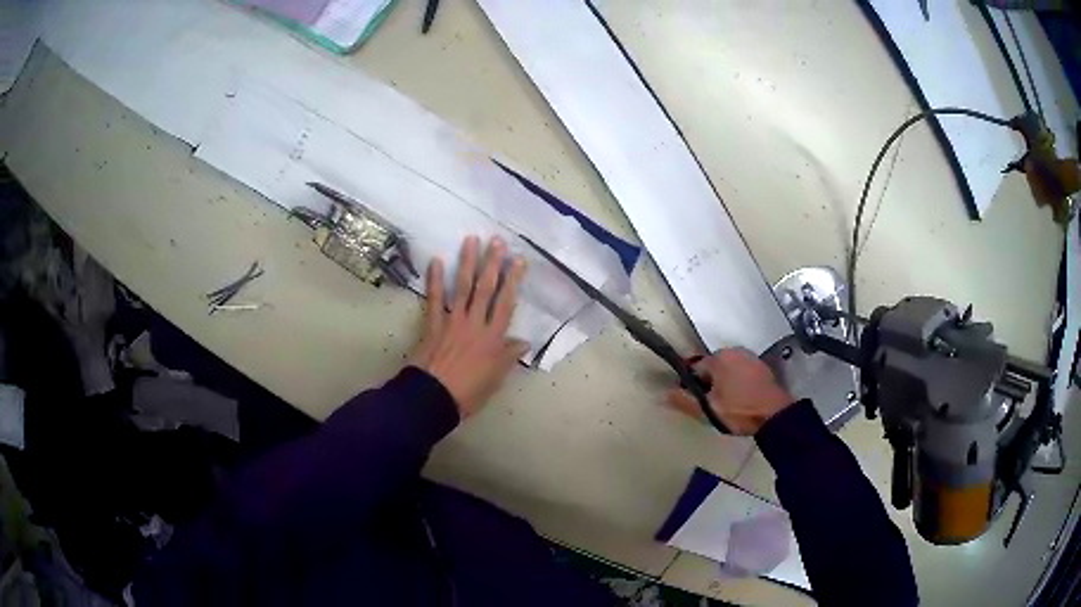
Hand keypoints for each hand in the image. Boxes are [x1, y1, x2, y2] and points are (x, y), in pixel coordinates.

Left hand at [409, 236, 529, 418]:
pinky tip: (436, 261)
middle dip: (493, 263)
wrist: (434, 398)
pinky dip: (435, 280)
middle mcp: (475, 324)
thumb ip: (508, 357)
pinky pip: (435, 299)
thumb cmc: (468, 393)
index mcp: (493, 338)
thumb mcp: (495, 379)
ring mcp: (453, 322)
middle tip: (497, 240)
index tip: (519, 260)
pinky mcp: (434, 325)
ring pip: (463, 288)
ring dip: (468, 263)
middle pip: (486, 289)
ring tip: (471, 240)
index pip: (506, 304)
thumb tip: (523, 342)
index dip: (514, 281)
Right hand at [667, 348, 793, 435]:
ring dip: (724, 384)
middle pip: (711, 368)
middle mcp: (734, 351)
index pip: (694, 369)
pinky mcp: (762, 367)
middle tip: (714, 407)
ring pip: (727, 370)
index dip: (693, 387)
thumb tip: (663, 394)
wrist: (775, 415)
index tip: (699, 403)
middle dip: (709, 384)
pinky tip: (742, 400)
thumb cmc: (739, 411)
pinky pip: (742, 373)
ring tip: (729, 406)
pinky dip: (739, 383)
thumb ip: (684, 401)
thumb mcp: (707, 410)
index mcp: (718, 358)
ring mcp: (750, 357)